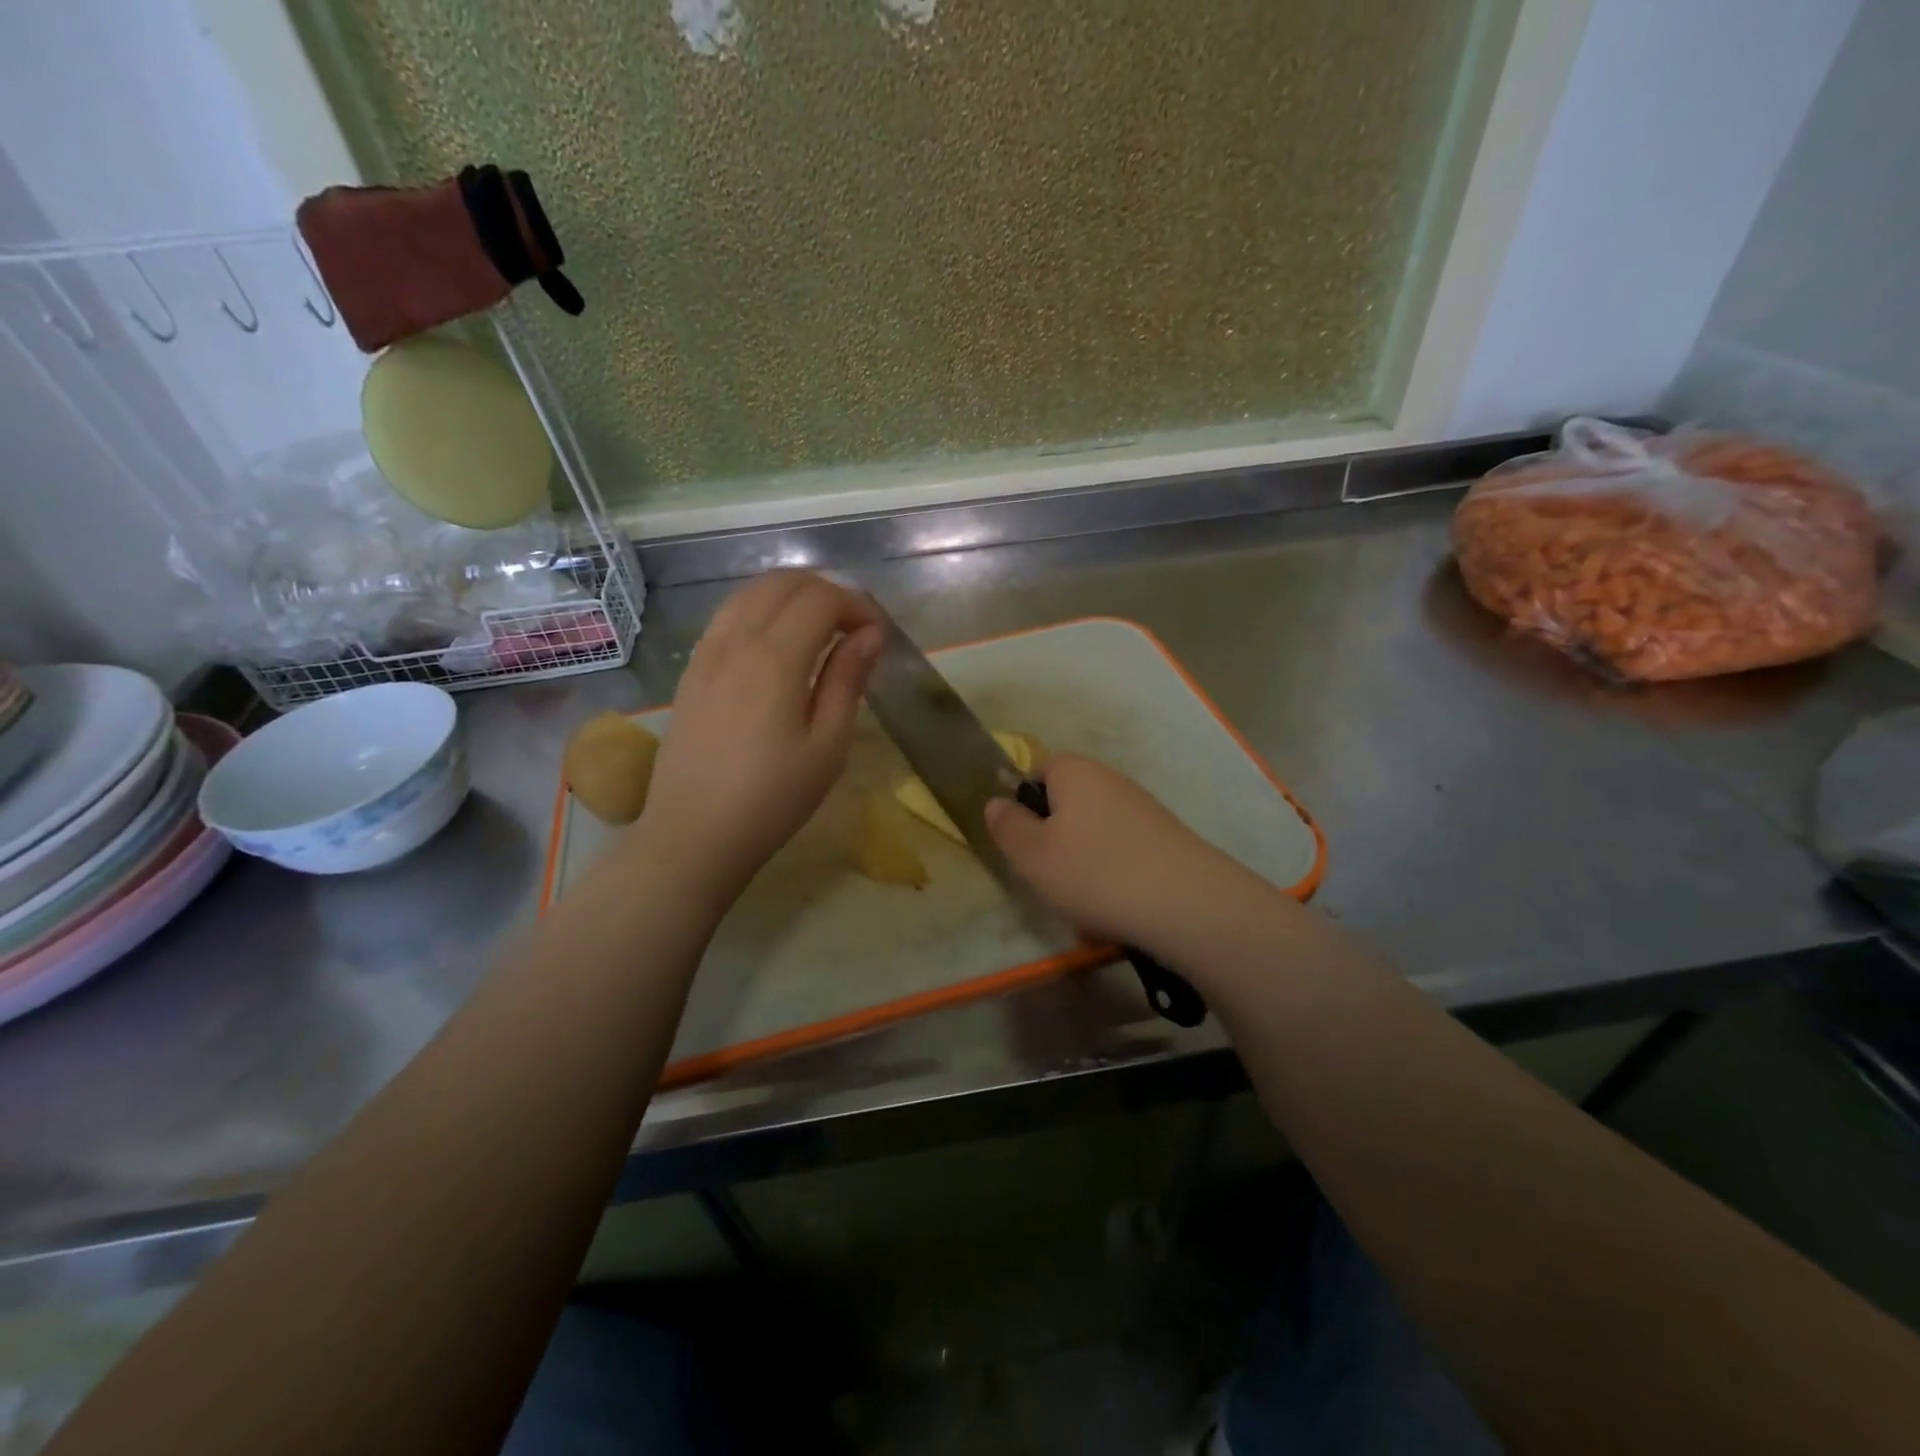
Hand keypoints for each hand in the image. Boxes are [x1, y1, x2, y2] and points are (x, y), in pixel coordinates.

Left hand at [641, 572, 882, 900]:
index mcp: (775, 658)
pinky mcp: (691, 671)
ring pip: (749, 594)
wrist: (695, 834)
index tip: (877, 636)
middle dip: (825, 592)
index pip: (821, 599)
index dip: (857, 605)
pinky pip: (727, 618)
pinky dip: (759, 612)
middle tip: (852, 628)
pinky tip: (776, 646)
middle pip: (782, 584)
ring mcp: (706, 654)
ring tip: (818, 630)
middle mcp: (736, 641)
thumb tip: (870, 635)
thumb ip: (848, 681)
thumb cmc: (773, 797)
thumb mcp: (827, 745)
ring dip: (790, 597)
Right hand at [985, 754, 1255, 951]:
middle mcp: (1111, 780)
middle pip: (1068, 809)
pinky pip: (1124, 859)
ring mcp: (1144, 810)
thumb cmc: (1095, 872)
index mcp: (1075, 772)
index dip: (1025, 808)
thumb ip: (1008, 826)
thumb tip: (996, 802)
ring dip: (1084, 873)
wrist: (1188, 904)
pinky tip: (1118, 918)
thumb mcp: (1032, 855)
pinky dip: (1115, 884)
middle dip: (1056, 847)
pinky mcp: (1167, 840)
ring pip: (1095, 840)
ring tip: (1087, 914)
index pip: (1038, 773)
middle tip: (1051, 883)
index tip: (1024, 847)